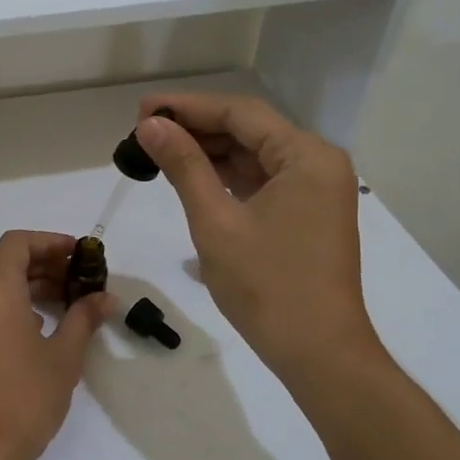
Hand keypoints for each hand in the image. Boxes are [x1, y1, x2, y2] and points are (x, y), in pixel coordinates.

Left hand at [0, 231, 112, 459]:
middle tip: (76, 279)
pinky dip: (8, 304)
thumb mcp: (64, 356)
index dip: (49, 242)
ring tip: (62, 303)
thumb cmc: (25, 396)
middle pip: (4, 261)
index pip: (18, 242)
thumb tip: (106, 298)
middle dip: (41, 263)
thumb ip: (84, 318)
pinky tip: (35, 328)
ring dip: (25, 284)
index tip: (77, 254)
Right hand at [134, 94, 388, 384]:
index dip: (187, 106)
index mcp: (306, 156)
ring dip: (209, 152)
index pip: (239, 113)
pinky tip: (191, 176)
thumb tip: (150, 125)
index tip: (142, 109)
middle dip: (196, 128)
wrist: (317, 352)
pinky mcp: (307, 212)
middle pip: (249, 129)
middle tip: (143, 130)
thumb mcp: (215, 221)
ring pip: (254, 154)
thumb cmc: (266, 286)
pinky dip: (227, 176)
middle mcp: (317, 162)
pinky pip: (263, 179)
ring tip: (158, 151)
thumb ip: (184, 166)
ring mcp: (315, 189)